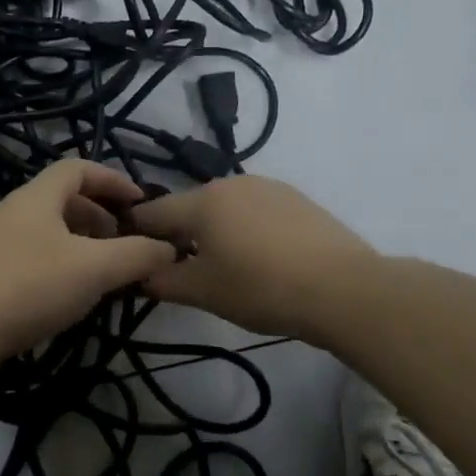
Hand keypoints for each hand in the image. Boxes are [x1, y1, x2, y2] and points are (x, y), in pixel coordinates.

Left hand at [0, 159, 178, 363]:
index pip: (78, 169)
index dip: (113, 179)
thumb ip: (137, 255)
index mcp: (37, 198)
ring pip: (50, 236)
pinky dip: (62, 272)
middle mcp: (15, 214)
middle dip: (101, 218)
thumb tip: (169, 248)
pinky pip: (35, 264)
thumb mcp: (94, 268)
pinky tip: (75, 301)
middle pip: (64, 202)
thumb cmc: (28, 286)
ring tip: (108, 276)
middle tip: (128, 245)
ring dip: (83, 249)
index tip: (142, 204)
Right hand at [127, 176, 377, 341]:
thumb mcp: (203, 292)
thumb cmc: (261, 288)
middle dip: (178, 235)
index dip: (135, 235)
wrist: (343, 289)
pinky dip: (245, 230)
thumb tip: (141, 275)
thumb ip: (163, 280)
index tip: (132, 257)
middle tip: (181, 270)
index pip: (151, 213)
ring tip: (224, 267)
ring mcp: (267, 187)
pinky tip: (260, 259)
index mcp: (201, 201)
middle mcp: (230, 183)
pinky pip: (254, 211)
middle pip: (189, 208)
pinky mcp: (296, 199)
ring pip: (223, 208)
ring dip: (213, 232)